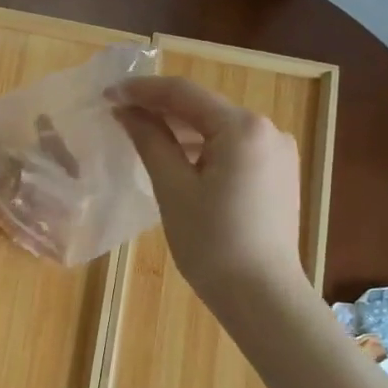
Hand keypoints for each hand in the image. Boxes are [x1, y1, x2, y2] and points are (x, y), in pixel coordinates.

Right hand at [112, 76, 306, 315]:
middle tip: (120, 114)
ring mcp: (279, 153)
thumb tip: (127, 110)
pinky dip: (204, 149)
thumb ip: (150, 140)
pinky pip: (235, 149)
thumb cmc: (211, 243)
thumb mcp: (173, 188)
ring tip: (143, 136)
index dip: (143, 90)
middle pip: (204, 108)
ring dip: (182, 130)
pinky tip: (180, 161)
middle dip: (162, 109)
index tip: (107, 93)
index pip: (184, 93)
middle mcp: (268, 130)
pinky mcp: (280, 175)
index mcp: (243, 127)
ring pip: (220, 129)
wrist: (262, 296)